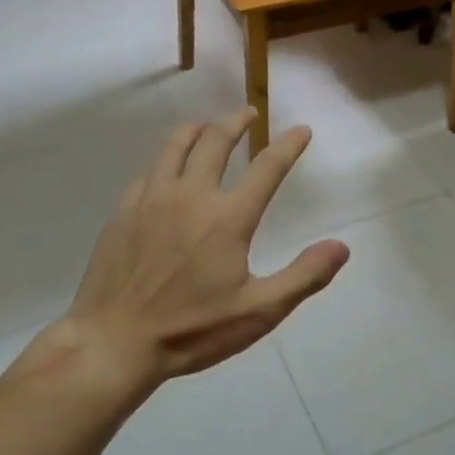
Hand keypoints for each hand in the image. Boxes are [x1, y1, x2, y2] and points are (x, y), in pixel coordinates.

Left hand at [23, 108, 348, 391]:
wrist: (114, 342)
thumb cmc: (192, 330)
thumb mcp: (259, 312)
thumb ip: (304, 276)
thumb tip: (341, 247)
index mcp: (228, 218)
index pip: (267, 167)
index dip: (289, 145)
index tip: (301, 130)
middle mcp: (191, 196)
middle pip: (216, 141)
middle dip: (236, 122)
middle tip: (249, 113)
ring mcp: (152, 200)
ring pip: (175, 146)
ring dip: (197, 129)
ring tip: (207, 124)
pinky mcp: (123, 211)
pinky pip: (148, 171)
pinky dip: (165, 159)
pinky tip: (166, 168)